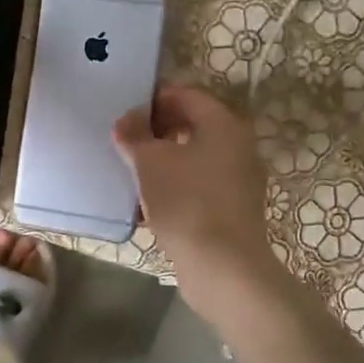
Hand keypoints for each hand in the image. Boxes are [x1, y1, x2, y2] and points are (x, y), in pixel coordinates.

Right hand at [114, 83, 274, 293]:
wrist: (223, 267)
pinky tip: (147, 202)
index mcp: (224, 124)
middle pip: (192, 124)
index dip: (154, 100)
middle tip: (126, 142)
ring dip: (163, 160)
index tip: (125, 114)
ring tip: (131, 171)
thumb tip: (127, 119)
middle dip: (156, 131)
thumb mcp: (150, 162)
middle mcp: (238, 145)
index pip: (186, 95)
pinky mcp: (232, 208)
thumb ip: (135, 134)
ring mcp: (238, 179)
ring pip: (193, 157)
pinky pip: (198, 184)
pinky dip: (174, 185)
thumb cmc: (187, 202)